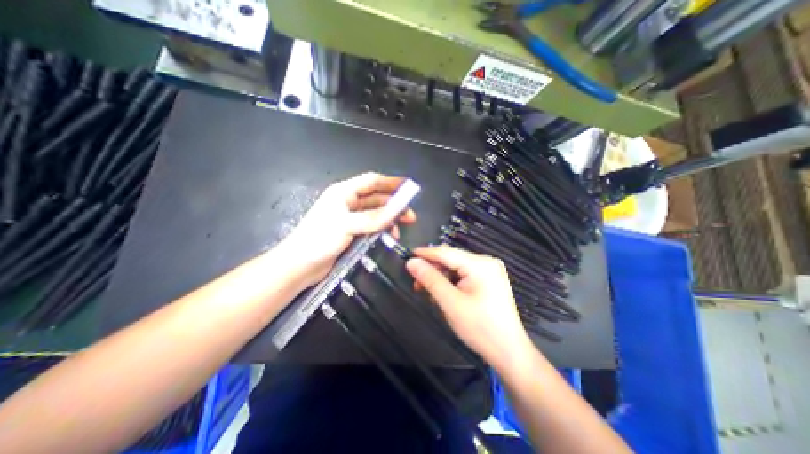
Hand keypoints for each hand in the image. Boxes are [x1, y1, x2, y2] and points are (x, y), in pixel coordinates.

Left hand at [280, 173, 416, 287]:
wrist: (299, 265)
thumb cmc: (319, 239)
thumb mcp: (347, 225)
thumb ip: (373, 218)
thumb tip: (398, 210)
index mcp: (343, 192)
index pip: (372, 181)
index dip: (391, 182)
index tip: (409, 188)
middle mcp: (347, 202)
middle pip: (376, 198)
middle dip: (394, 204)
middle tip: (410, 215)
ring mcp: (349, 218)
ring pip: (375, 213)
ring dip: (389, 219)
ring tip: (401, 228)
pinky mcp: (351, 232)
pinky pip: (371, 226)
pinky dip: (381, 229)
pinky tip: (388, 236)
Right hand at [409, 246, 535, 370]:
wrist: (508, 352)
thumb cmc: (480, 328)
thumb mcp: (450, 303)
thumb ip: (430, 279)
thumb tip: (412, 262)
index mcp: (480, 264)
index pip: (446, 252)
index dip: (425, 253)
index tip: (408, 255)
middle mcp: (486, 262)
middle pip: (451, 259)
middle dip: (433, 270)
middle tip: (417, 284)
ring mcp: (489, 271)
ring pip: (455, 268)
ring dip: (440, 278)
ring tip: (429, 294)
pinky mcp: (488, 280)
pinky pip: (463, 275)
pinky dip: (451, 283)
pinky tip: (443, 295)